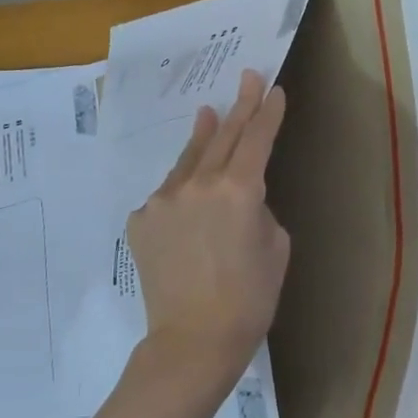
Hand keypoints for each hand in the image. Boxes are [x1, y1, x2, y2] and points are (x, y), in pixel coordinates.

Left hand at [126, 69, 290, 398]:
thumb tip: (240, 200)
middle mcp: (198, 184)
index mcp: (240, 190)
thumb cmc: (251, 298)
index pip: (257, 139)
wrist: (193, 340)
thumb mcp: (276, 246)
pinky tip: (188, 187)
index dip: (268, 113)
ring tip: (208, 113)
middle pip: (223, 136)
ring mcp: (163, 200)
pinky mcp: (141, 220)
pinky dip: (182, 186)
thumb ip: (259, 209)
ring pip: (189, 160)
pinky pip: (168, 194)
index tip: (273, 89)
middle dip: (239, 107)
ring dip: (203, 135)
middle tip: (247, 78)